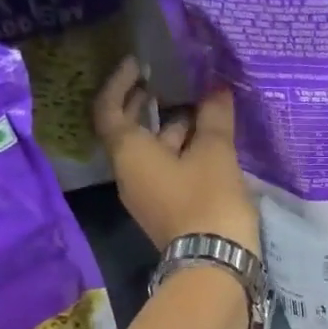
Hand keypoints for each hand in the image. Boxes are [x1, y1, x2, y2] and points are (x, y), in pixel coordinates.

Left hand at [94, 58, 260, 254]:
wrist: (214, 264)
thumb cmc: (207, 200)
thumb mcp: (215, 153)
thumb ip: (214, 117)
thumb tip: (216, 89)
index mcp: (130, 155)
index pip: (110, 110)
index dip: (120, 83)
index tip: (138, 64)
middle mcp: (130, 175)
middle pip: (130, 133)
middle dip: (145, 105)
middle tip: (165, 82)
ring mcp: (147, 197)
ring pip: (152, 154)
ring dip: (171, 130)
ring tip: (199, 112)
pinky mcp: (166, 212)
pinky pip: (166, 173)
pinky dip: (181, 153)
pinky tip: (207, 145)